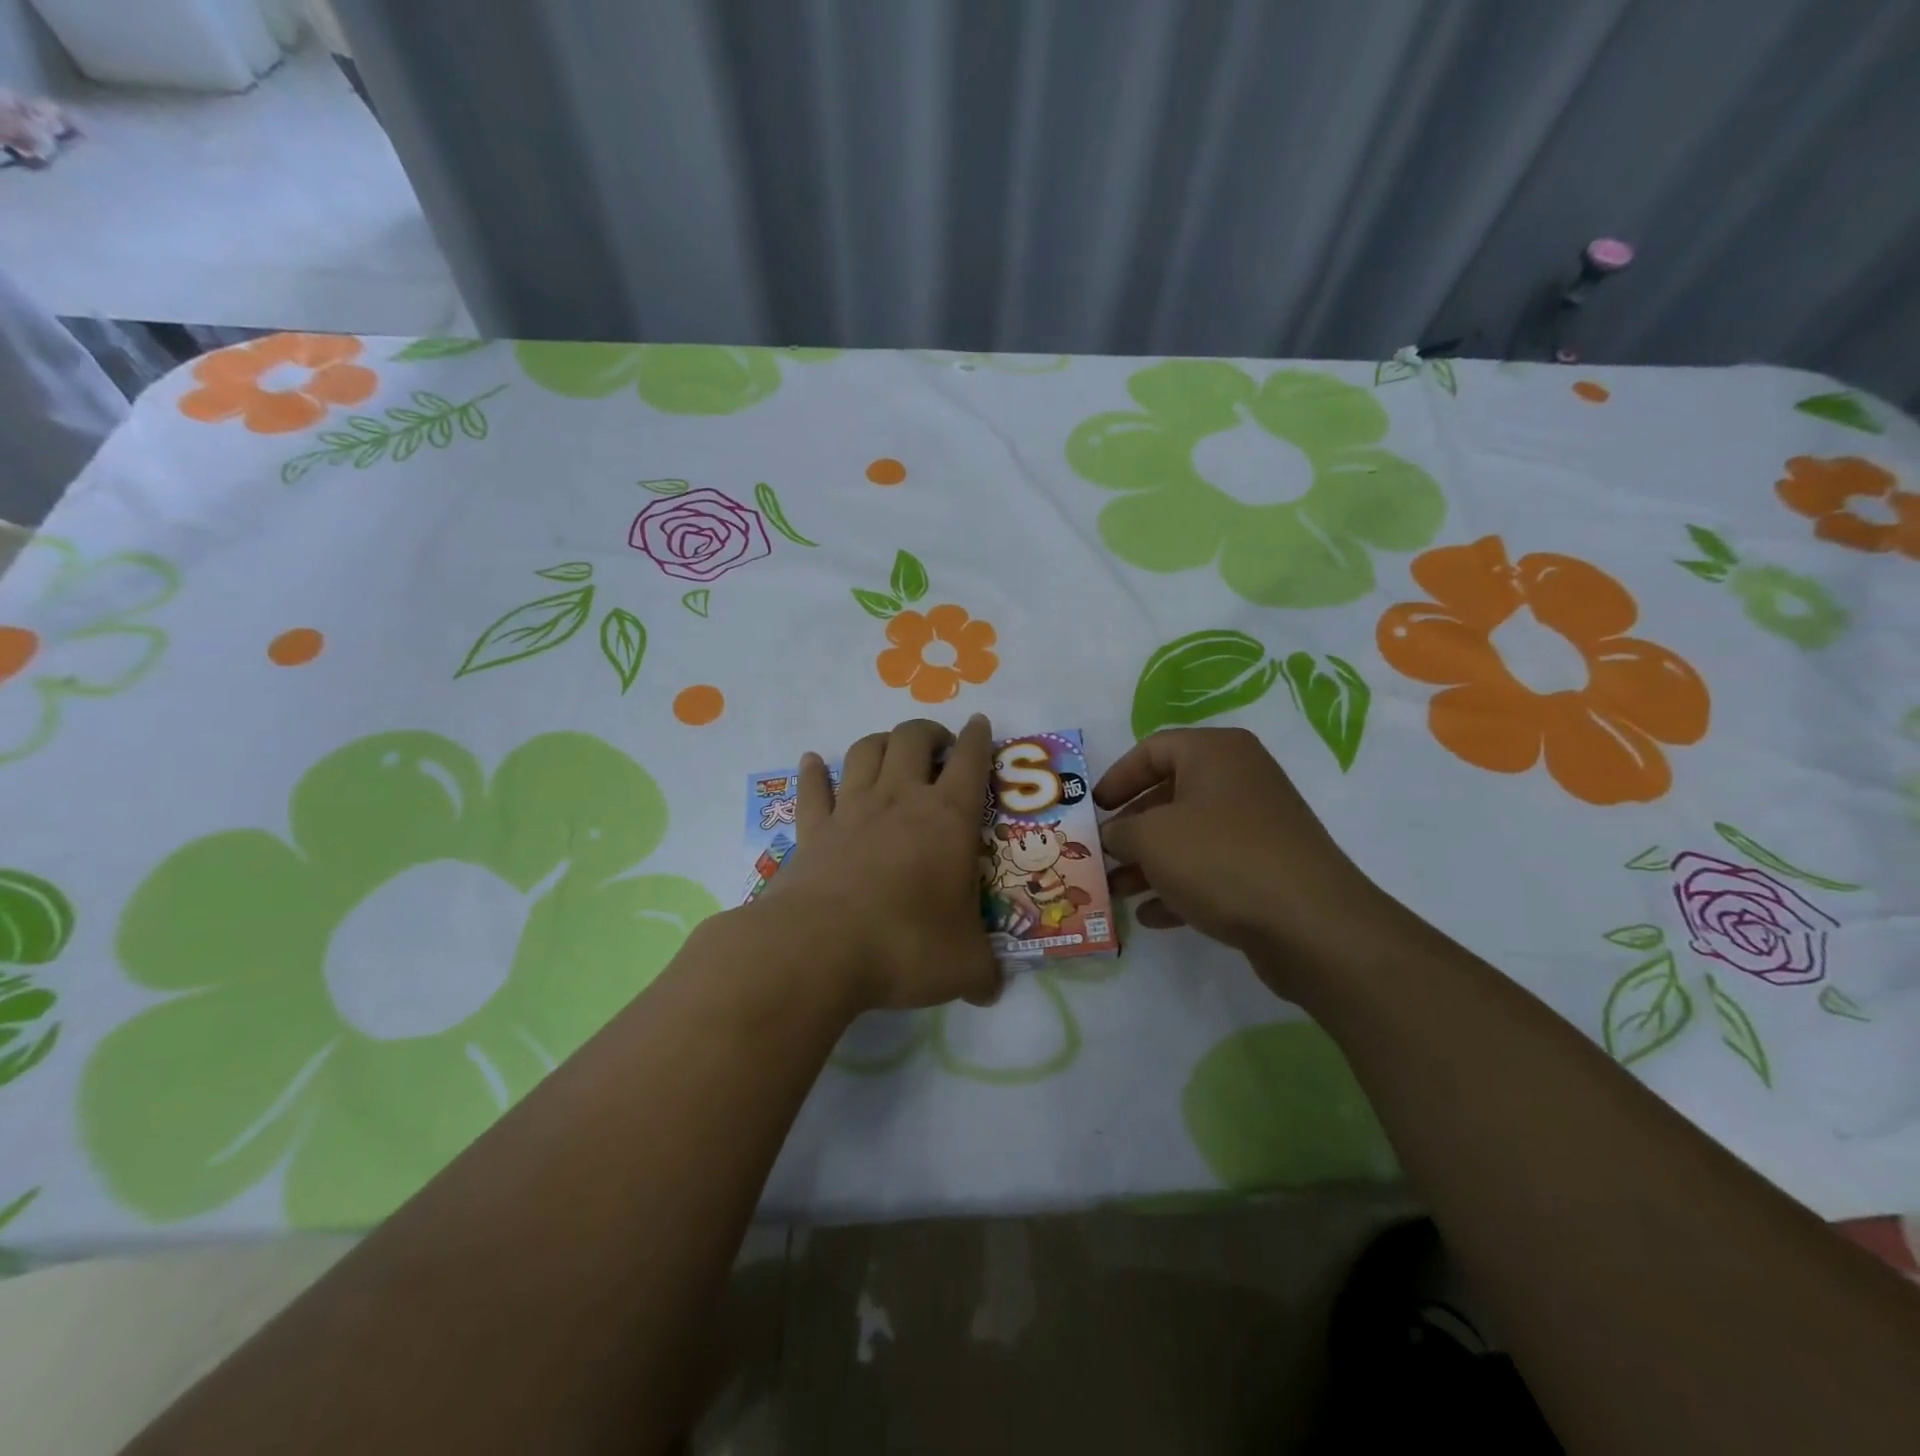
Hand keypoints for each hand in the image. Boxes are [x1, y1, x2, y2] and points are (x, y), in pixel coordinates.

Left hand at [761, 716, 1001, 1012]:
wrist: (818, 949)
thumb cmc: (905, 946)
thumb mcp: (963, 967)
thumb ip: (983, 973)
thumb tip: (992, 991)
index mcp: (948, 818)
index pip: (971, 761)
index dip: (980, 738)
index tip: (981, 724)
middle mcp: (899, 800)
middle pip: (913, 738)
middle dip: (929, 732)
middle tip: (939, 745)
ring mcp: (851, 810)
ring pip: (865, 751)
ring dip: (881, 741)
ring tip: (891, 750)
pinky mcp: (812, 830)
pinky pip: (812, 788)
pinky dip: (814, 771)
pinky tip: (813, 762)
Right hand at [1095, 728, 1395, 1001]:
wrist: (1310, 923)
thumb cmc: (1220, 858)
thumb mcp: (1152, 838)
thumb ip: (1120, 830)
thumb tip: (1112, 835)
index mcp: (1215, 753)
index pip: (1152, 749)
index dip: (1116, 777)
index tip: (1092, 809)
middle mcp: (1240, 780)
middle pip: (1169, 795)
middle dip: (1130, 828)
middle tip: (1101, 852)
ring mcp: (1257, 826)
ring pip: (1189, 836)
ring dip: (1149, 863)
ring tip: (1116, 891)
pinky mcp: (1267, 868)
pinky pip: (1212, 869)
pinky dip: (1180, 887)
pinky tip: (1152, 916)